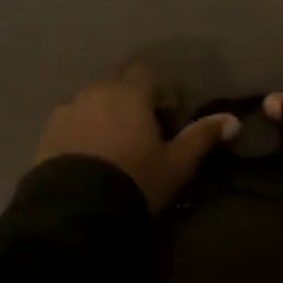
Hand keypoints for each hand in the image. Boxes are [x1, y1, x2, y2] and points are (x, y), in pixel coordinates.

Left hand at [37, 65, 238, 212]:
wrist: (74, 211)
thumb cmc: (134, 181)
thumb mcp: (175, 164)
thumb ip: (202, 137)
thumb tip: (233, 120)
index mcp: (130, 92)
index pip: (148, 70)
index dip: (161, 89)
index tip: (168, 115)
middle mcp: (97, 90)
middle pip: (118, 79)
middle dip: (132, 95)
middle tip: (142, 127)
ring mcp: (69, 108)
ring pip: (93, 97)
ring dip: (106, 110)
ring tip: (114, 142)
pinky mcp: (48, 129)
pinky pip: (72, 117)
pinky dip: (83, 126)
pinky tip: (88, 153)